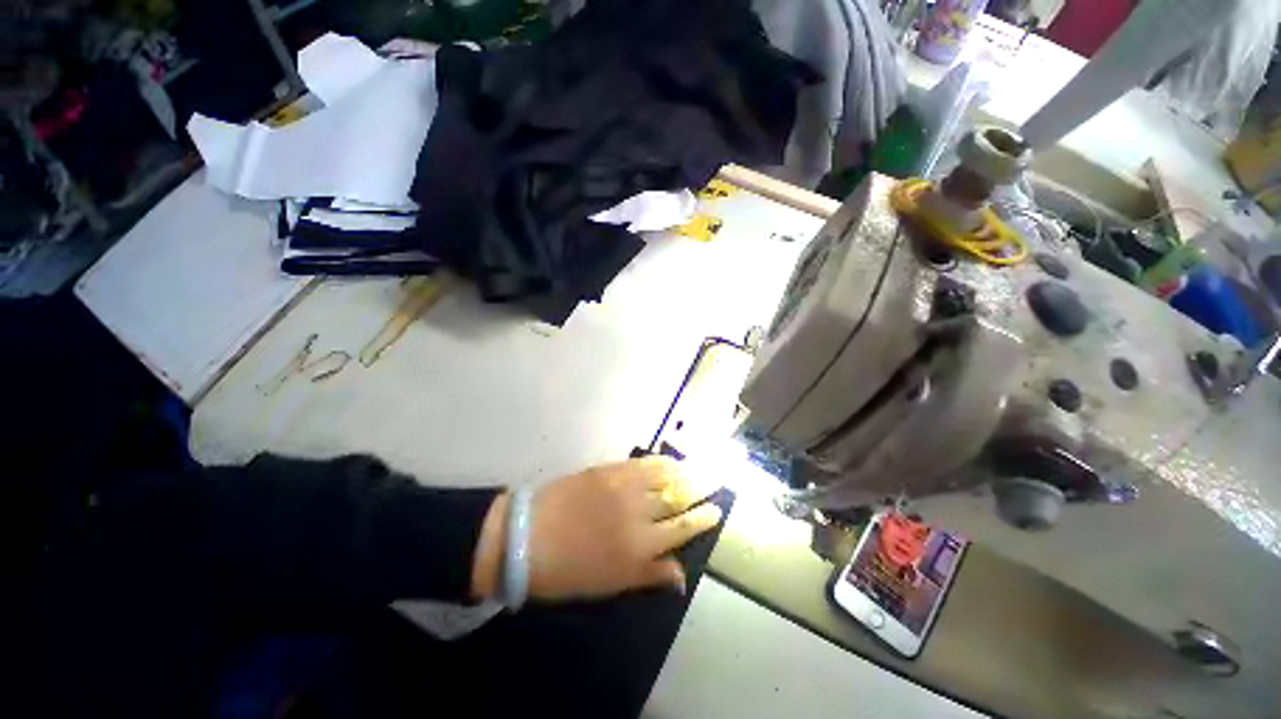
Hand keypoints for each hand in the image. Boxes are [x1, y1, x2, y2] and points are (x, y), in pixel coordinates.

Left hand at [471, 457, 722, 601]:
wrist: (525, 537)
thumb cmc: (566, 571)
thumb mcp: (609, 585)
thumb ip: (648, 576)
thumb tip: (680, 576)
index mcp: (641, 550)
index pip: (682, 530)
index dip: (703, 519)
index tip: (717, 510)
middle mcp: (640, 515)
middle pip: (679, 499)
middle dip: (702, 489)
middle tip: (718, 479)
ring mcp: (625, 489)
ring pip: (665, 477)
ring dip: (686, 472)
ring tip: (700, 466)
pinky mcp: (610, 470)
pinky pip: (643, 463)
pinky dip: (661, 461)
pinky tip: (671, 460)